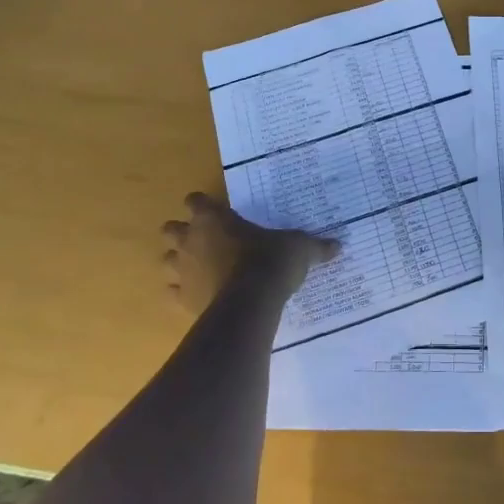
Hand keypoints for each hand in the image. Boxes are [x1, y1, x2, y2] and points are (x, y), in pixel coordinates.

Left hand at [161, 193, 337, 302]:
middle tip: (204, 239)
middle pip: (170, 228)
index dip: (202, 204)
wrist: (251, 303)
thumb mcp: (299, 248)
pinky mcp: (182, 299)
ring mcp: (183, 271)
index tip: (215, 211)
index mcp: (213, 218)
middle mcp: (191, 240)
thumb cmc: (270, 261)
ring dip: (178, 262)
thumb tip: (338, 246)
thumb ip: (314, 246)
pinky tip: (198, 296)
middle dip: (182, 232)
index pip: (195, 200)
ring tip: (198, 267)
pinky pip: (172, 293)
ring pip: (165, 260)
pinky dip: (182, 293)